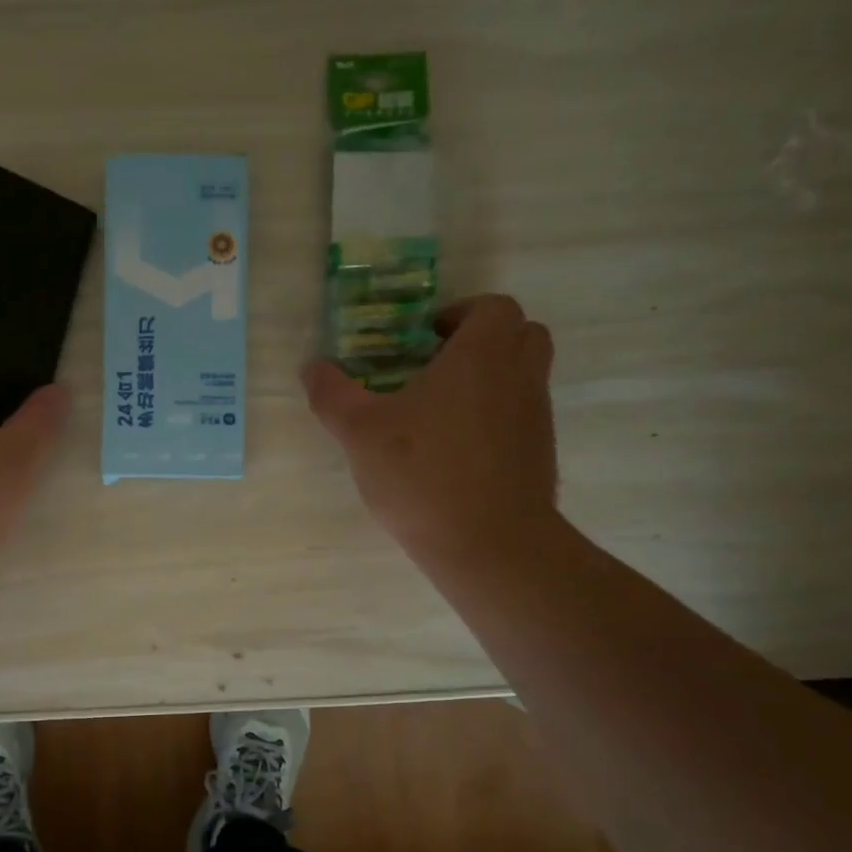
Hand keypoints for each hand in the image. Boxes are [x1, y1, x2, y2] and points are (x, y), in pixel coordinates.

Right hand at [303, 294, 558, 574]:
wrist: (489, 545)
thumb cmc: (422, 474)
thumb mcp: (359, 432)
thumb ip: (332, 394)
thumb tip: (312, 366)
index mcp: (482, 355)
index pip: (492, 307)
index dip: (458, 314)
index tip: (422, 339)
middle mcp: (519, 375)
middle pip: (519, 333)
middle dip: (481, 340)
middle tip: (436, 365)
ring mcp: (536, 416)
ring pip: (523, 375)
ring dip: (490, 378)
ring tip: (439, 409)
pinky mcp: (540, 453)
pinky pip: (520, 415)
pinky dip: (495, 417)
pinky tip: (454, 450)